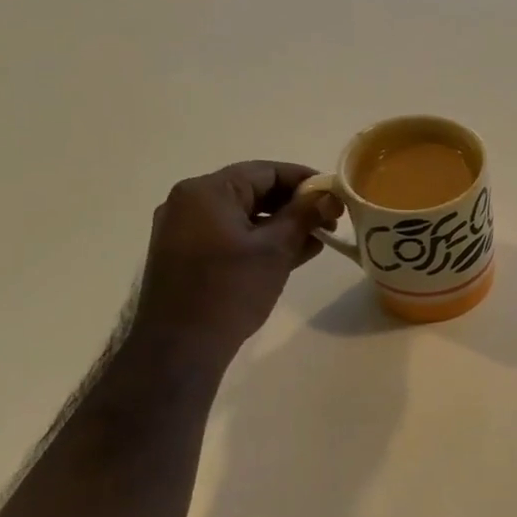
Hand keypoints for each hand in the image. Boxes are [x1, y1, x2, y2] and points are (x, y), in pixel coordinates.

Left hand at [129, 161, 340, 369]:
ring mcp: (183, 230)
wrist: (180, 345)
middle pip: (252, 191)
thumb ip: (304, 216)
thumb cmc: (230, 290)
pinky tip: (291, 254)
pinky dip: (259, 241)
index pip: (265, 171)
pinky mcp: (185, 255)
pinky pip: (229, 235)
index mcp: (207, 191)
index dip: (305, 180)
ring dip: (280, 225)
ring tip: (317, 240)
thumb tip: (330, 195)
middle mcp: (189, 202)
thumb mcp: (275, 249)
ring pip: (242, 216)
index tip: (336, 195)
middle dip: (294, 205)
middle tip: (330, 220)